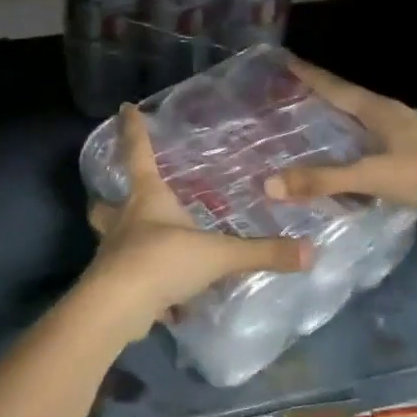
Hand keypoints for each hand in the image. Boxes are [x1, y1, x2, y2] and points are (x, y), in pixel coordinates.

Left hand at [86, 103, 308, 332]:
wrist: (117, 307)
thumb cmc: (162, 261)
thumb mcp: (218, 254)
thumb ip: (262, 252)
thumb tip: (310, 251)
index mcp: (146, 199)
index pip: (138, 154)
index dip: (134, 131)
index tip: (125, 108)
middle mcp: (124, 221)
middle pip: (106, 204)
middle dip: (110, 200)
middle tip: (120, 200)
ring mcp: (114, 254)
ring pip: (113, 242)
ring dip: (126, 242)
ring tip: (149, 248)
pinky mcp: (114, 285)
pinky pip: (130, 281)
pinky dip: (144, 287)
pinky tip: (165, 302)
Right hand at [263, 57, 416, 226]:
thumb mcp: (371, 177)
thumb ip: (323, 181)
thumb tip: (268, 184)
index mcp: (381, 111)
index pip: (336, 87)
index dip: (310, 76)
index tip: (287, 60)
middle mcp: (397, 113)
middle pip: (353, 97)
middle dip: (325, 92)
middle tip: (298, 90)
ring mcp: (415, 129)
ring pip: (371, 116)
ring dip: (347, 114)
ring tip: (325, 118)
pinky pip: (384, 134)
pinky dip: (364, 136)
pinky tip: (362, 149)